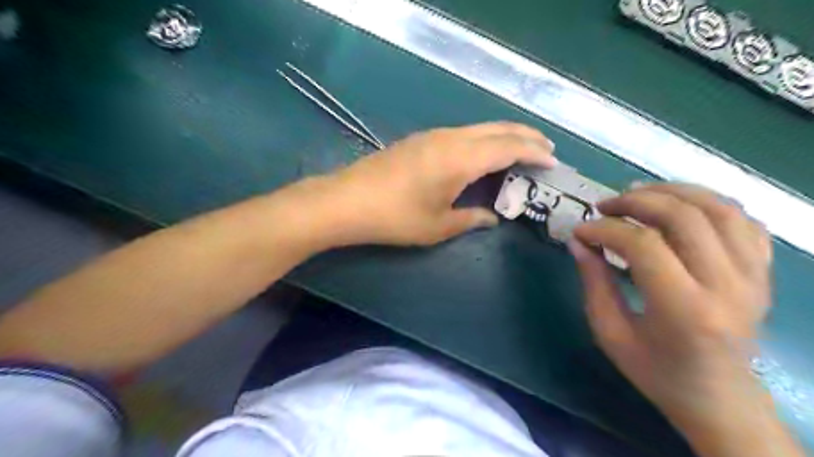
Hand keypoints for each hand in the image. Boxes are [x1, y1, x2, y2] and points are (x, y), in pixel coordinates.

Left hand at [309, 121, 556, 246]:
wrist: (347, 201)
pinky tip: (483, 152)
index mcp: (461, 159)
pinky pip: (463, 132)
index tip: (553, 160)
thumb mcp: (438, 226)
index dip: (534, 152)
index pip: (508, 147)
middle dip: (525, 135)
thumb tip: (491, 217)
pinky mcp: (420, 139)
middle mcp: (451, 138)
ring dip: (504, 135)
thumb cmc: (395, 218)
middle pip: (497, 128)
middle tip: (545, 147)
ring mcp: (433, 135)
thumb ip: (470, 218)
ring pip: (480, 127)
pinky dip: (483, 138)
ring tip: (520, 148)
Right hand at [567, 184, 799, 455]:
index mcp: (685, 310)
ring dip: (672, 192)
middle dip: (635, 201)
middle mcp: (727, 286)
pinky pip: (742, 220)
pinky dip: (707, 203)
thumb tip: (578, 240)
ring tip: (637, 194)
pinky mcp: (763, 272)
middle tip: (604, 205)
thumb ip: (593, 282)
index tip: (580, 231)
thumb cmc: (656, 371)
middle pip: (683, 216)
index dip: (605, 229)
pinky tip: (679, 207)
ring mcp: (754, 276)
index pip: (643, 245)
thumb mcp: (610, 333)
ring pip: (718, 208)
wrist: (720, 399)